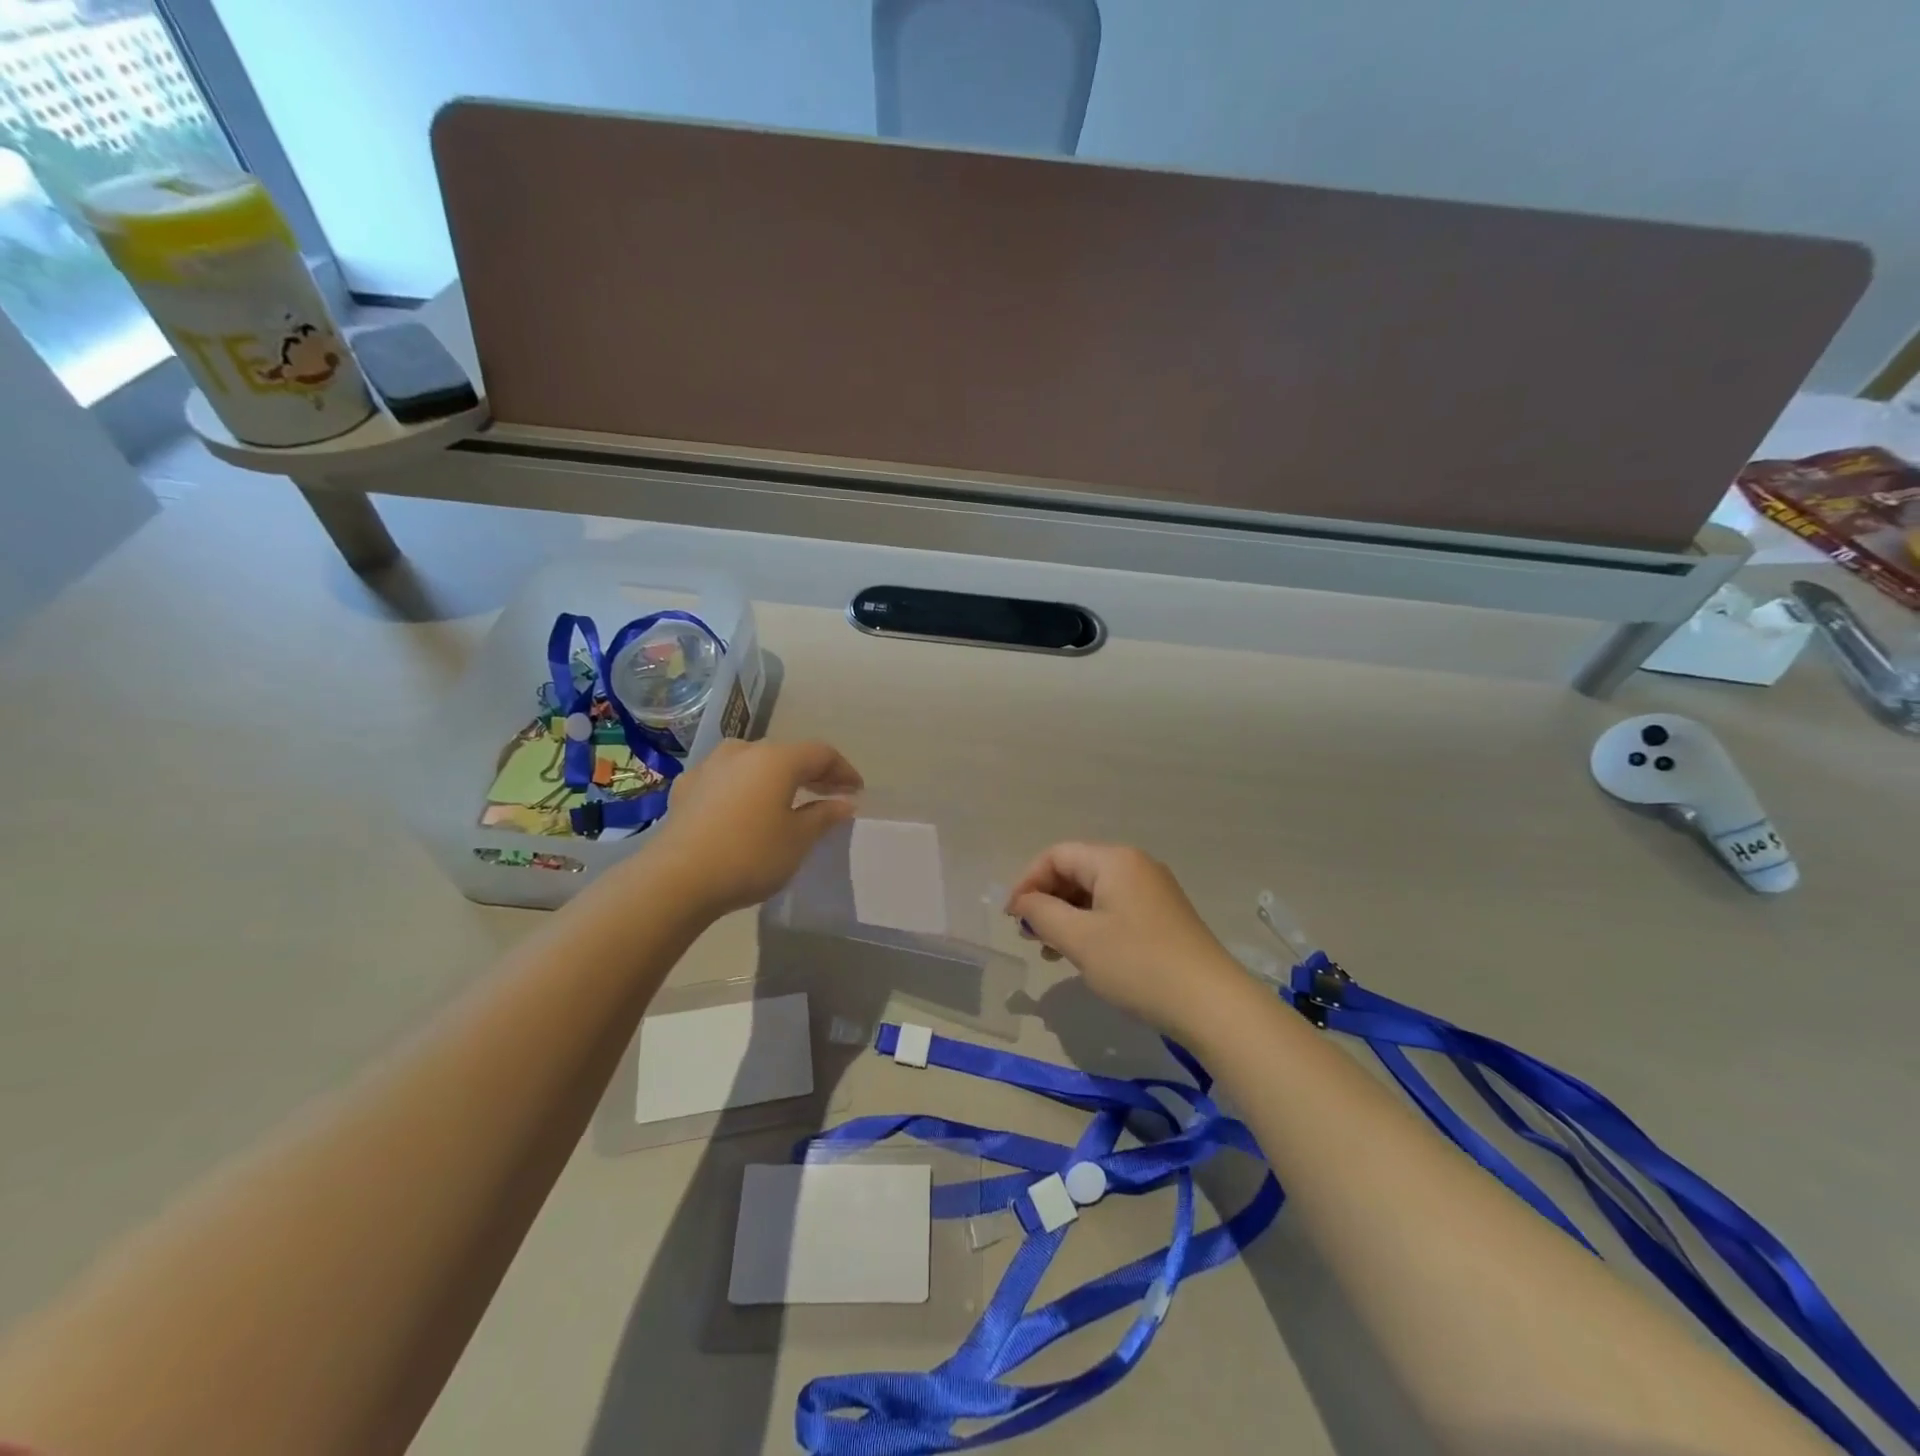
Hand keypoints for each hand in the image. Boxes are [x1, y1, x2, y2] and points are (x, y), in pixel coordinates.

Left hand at [647, 739, 862, 914]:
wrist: (676, 879)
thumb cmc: (749, 856)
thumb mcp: (798, 840)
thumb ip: (824, 815)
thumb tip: (844, 802)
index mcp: (777, 758)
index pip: (821, 754)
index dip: (843, 771)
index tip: (856, 792)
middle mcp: (743, 751)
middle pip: (787, 755)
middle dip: (810, 774)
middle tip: (828, 796)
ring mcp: (709, 766)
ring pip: (753, 764)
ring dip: (774, 779)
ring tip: (785, 801)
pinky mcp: (685, 788)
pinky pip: (725, 780)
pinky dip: (743, 789)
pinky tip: (743, 809)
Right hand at [1006, 842, 1247, 1039]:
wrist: (1212, 1005)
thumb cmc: (1139, 965)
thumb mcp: (1080, 940)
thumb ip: (1042, 913)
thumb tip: (1024, 902)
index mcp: (1115, 861)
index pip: (1056, 856)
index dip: (1027, 882)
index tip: (1012, 919)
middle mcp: (1135, 866)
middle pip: (1076, 870)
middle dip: (1046, 899)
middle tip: (1030, 936)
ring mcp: (1153, 891)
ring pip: (1094, 892)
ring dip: (1066, 916)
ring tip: (1052, 950)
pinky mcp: (1163, 917)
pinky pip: (1114, 909)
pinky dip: (1090, 926)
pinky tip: (1085, 955)